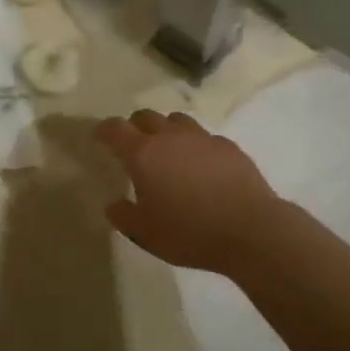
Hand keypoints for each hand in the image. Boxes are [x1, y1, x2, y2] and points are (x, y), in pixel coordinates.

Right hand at [94, 110, 285, 275]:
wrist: (251, 230)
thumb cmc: (189, 233)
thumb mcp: (145, 234)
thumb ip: (124, 215)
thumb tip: (113, 204)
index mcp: (143, 154)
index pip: (115, 129)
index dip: (104, 131)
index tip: (99, 137)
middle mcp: (170, 137)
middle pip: (145, 116)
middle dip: (134, 126)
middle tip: (133, 146)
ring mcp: (202, 138)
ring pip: (176, 120)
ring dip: (166, 130)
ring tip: (168, 151)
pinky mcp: (228, 146)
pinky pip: (204, 137)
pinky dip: (195, 145)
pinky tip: (201, 165)